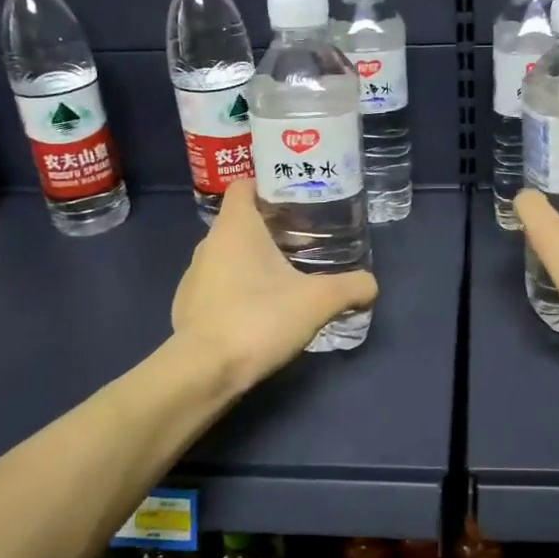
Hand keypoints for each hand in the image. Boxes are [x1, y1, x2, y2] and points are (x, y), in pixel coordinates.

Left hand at [171, 178, 377, 388]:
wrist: (204, 372)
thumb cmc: (259, 319)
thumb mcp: (319, 301)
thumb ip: (351, 287)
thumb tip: (371, 285)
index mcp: (235, 227)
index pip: (244, 186)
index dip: (267, 186)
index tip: (295, 199)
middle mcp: (208, 244)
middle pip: (239, 222)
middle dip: (269, 228)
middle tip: (304, 240)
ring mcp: (193, 277)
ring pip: (227, 256)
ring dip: (252, 262)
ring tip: (284, 277)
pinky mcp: (187, 308)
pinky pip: (217, 287)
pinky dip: (236, 291)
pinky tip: (259, 312)